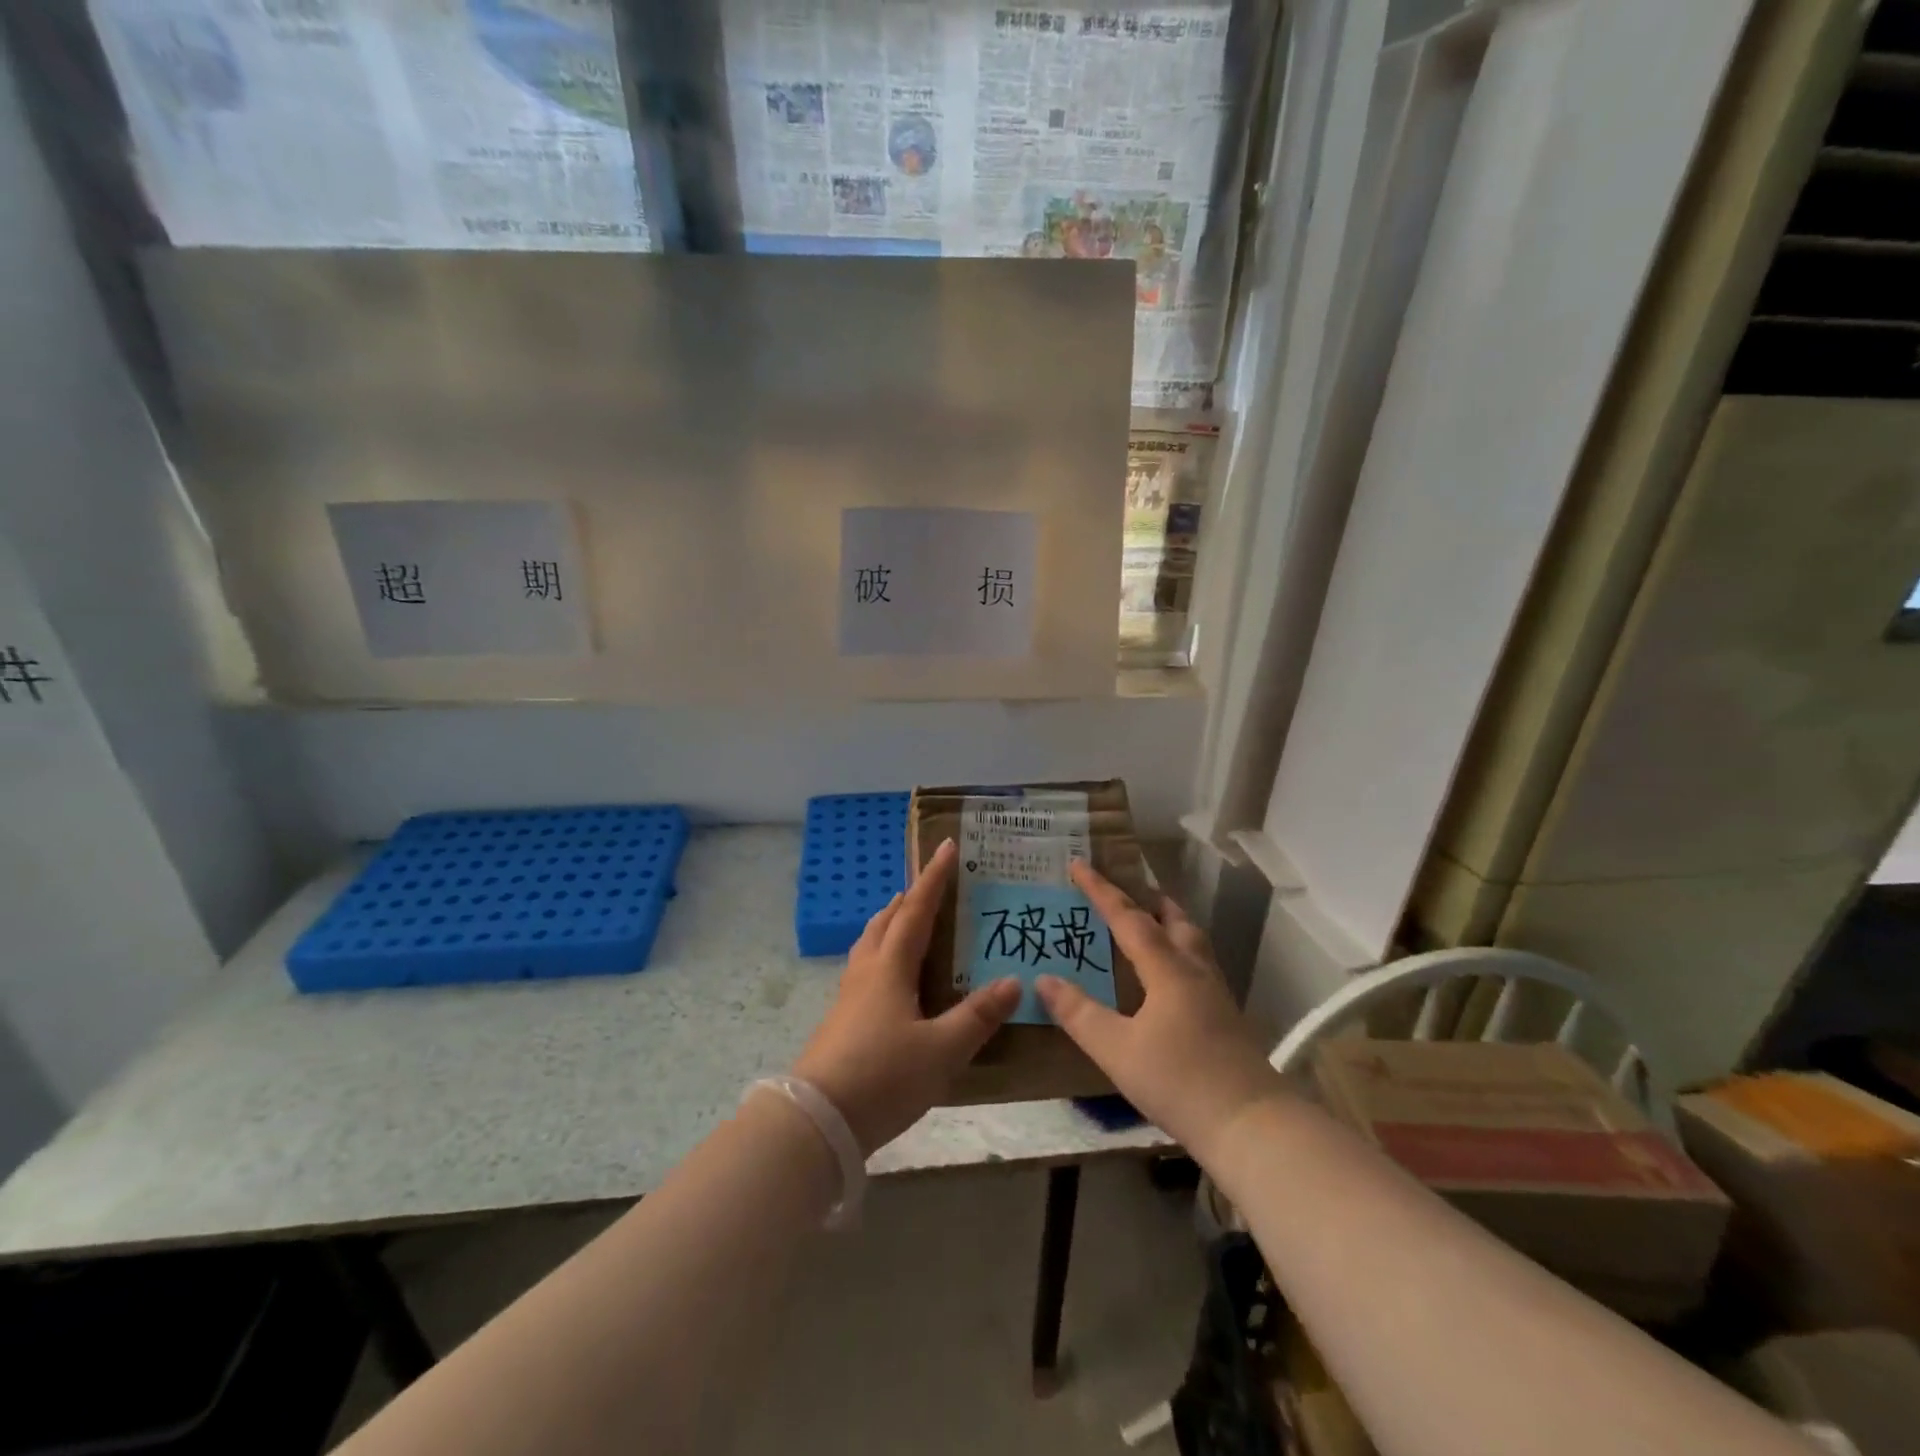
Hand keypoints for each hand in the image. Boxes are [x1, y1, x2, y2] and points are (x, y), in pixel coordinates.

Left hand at [793, 839, 1021, 1155]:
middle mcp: (867, 972)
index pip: (917, 911)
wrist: (818, 1120)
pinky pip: (864, 968)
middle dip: (907, 899)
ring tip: (904, 920)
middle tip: (925, 886)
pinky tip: (889, 979)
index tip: (945, 847)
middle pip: (886, 922)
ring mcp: (848, 996)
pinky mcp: (840, 1020)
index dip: (933, 879)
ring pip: (869, 944)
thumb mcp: (942, 1049)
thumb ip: (978, 1016)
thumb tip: (1013, 981)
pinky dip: (881, 954)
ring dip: (888, 924)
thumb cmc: (884, 1076)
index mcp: (891, 967)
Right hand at [1036, 863, 1283, 1163]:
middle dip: (1146, 899)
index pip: (1129, 917)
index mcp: (1167, 969)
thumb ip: (1079, 1014)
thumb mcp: (1117, 1050)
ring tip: (1148, 923)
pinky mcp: (1227, 1017)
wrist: (1252, 1127)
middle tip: (1123, 890)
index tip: (1079, 863)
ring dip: (1168, 922)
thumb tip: (1044, 979)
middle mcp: (1195, 970)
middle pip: (1173, 919)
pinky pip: (1198, 964)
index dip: (1101, 890)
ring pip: (1192, 940)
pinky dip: (1179, 951)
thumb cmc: (1180, 1083)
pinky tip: (1171, 977)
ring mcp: (1216, 994)